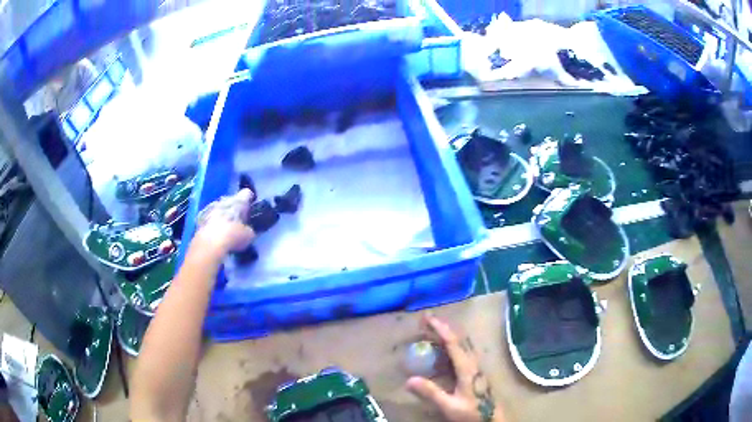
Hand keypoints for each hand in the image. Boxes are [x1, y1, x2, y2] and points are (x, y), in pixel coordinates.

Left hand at [194, 189, 255, 255]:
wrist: (209, 243)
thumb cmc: (233, 236)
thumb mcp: (248, 236)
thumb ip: (249, 229)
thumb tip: (247, 230)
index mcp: (238, 202)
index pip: (246, 193)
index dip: (249, 199)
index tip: (250, 207)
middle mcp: (224, 200)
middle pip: (231, 200)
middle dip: (234, 208)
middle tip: (237, 221)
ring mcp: (210, 207)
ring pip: (219, 207)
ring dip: (222, 214)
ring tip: (225, 228)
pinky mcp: (200, 217)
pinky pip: (209, 217)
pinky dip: (212, 222)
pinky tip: (214, 233)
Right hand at [406, 315, 503, 421]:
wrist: (493, 420)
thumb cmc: (472, 413)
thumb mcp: (449, 406)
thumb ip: (431, 393)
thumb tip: (409, 380)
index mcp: (467, 368)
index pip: (453, 343)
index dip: (440, 329)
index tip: (428, 318)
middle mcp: (473, 363)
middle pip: (458, 340)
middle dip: (442, 328)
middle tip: (425, 321)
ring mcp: (475, 367)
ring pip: (461, 345)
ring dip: (446, 336)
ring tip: (431, 333)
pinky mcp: (475, 373)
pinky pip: (461, 353)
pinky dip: (450, 347)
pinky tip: (442, 353)